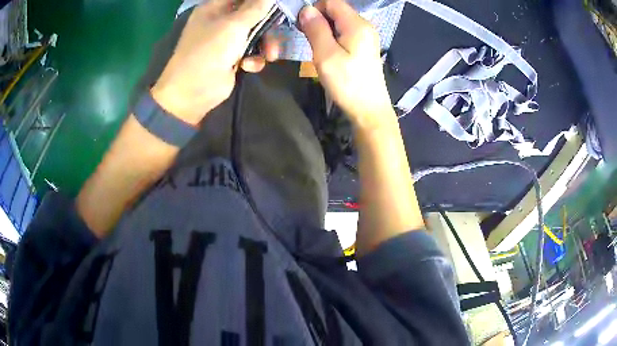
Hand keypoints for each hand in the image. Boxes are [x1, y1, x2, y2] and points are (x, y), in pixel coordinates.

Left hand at [151, 0, 279, 124]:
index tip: (277, 4)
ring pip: (257, 34)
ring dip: (266, 44)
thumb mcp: (233, 25)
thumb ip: (255, 8)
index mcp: (215, 8)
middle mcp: (221, 21)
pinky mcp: (232, 58)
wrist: (192, 93)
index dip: (260, 0)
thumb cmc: (208, 52)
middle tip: (278, 32)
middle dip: (268, 24)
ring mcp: (227, 40)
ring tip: (270, 55)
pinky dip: (254, 59)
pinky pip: (252, 52)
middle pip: (253, 14)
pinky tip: (248, 66)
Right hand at [299, 0, 393, 129]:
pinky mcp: (365, 46)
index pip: (332, 2)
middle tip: (309, 40)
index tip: (303, 26)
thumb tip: (306, 9)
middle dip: (319, 20)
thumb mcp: (326, 55)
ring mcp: (366, 36)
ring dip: (324, 30)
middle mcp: (365, 25)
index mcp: (357, 24)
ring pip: (339, 22)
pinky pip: (345, 32)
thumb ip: (316, 29)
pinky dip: (333, 37)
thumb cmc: (347, 83)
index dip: (314, 9)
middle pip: (336, 10)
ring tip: (319, 49)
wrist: (369, 109)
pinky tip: (329, 53)